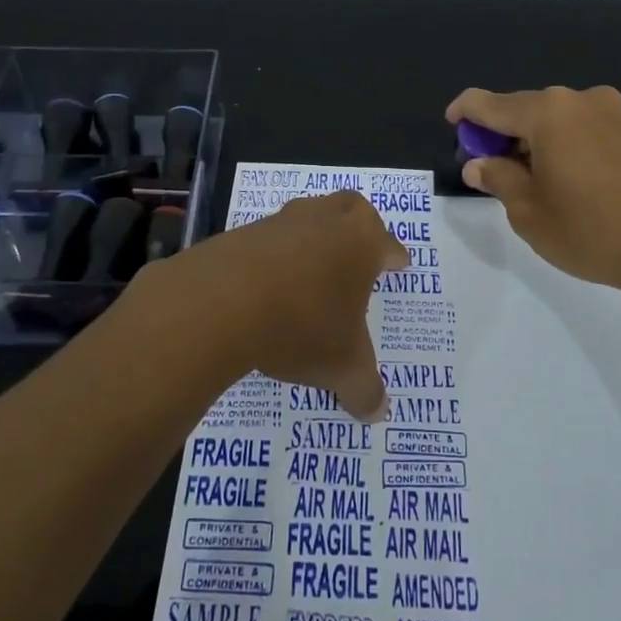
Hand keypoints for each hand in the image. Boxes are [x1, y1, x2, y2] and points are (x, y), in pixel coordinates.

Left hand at [124, 191, 408, 419]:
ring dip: (314, 240)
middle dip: (359, 227)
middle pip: (351, 209)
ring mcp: (281, 222)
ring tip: (312, 273)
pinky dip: (275, 258)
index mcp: (362, 242)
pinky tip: (270, 286)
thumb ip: (364, 388)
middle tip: (359, 251)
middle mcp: (325, 220)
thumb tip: (377, 412)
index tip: (399, 263)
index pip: (387, 244)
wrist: (221, 302)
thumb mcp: (343, 368)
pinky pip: (269, 240)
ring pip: (307, 218)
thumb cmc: (302, 326)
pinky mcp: (242, 232)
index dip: (395, 256)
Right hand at [447, 85, 620, 299]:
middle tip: (489, 170)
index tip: (452, 126)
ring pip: (554, 119)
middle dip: (501, 134)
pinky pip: (581, 128)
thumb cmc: (590, 229)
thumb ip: (497, 178)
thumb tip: (478, 164)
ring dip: (532, 141)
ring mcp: (611, 111)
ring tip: (528, 181)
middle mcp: (578, 99)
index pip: (488, 103)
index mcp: (547, 112)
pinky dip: (561, 145)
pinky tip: (562, 179)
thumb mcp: (528, 211)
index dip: (464, 113)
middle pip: (524, 109)